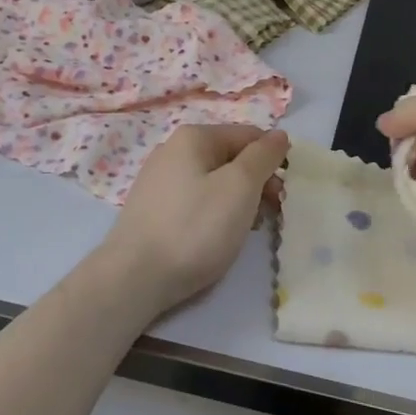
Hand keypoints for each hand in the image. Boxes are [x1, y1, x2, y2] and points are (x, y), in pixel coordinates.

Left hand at [100, 124, 290, 314]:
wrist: (132, 279)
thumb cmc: (194, 228)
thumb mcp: (240, 186)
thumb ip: (263, 156)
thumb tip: (279, 135)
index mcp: (194, 137)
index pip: (249, 136)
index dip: (272, 161)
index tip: (283, 196)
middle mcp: (173, 150)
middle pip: (231, 158)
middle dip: (256, 184)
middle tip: (269, 216)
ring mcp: (158, 180)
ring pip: (213, 182)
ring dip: (237, 202)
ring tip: (242, 232)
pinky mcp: (151, 209)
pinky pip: (194, 201)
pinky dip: (212, 214)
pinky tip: (214, 239)